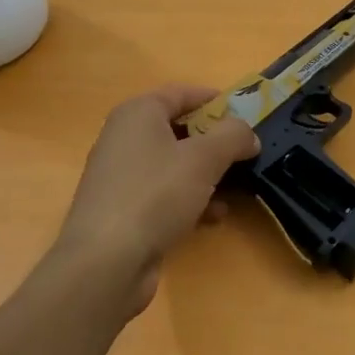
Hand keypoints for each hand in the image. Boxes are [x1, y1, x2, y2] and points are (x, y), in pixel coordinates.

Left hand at [48, 85, 258, 319]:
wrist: (106, 262)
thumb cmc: (155, 195)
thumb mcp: (204, 158)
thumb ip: (233, 136)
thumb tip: (248, 134)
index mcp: (138, 114)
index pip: (181, 93)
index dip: (214, 99)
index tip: (246, 113)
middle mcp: (124, 139)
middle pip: (179, 130)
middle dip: (215, 142)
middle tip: (245, 152)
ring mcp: (122, 177)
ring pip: (175, 165)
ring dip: (207, 175)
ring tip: (237, 189)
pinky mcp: (124, 211)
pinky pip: (165, 194)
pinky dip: (190, 200)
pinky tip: (213, 217)